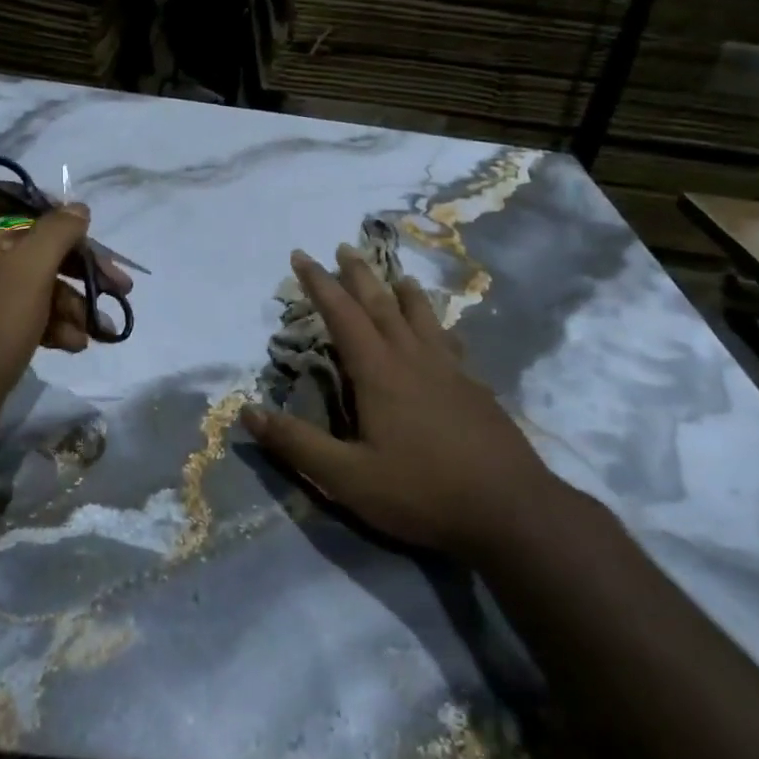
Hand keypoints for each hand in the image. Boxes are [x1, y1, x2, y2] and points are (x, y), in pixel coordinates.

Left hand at [0, 183, 130, 460]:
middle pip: (29, 242)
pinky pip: (28, 314)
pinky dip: (55, 324)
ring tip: (104, 325)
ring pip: (35, 282)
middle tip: (118, 280)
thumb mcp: (29, 271)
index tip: (68, 215)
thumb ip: (57, 232)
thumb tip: (77, 210)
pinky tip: (77, 344)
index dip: (29, 196)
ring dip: (73, 300)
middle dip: (76, 262)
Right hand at [242, 246, 555, 560]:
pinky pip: (451, 342)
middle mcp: (414, 359)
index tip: (302, 255)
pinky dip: (439, 326)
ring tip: (396, 274)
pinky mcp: (476, 388)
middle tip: (344, 247)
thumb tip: (247, 412)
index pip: (342, 314)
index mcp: (379, 372)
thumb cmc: (422, 492)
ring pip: (422, 317)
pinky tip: (445, 333)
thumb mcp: (348, 478)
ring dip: (403, 292)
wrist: (511, 511)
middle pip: (382, 304)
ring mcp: (450, 371)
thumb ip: (297, 444)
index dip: (319, 283)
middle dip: (359, 274)